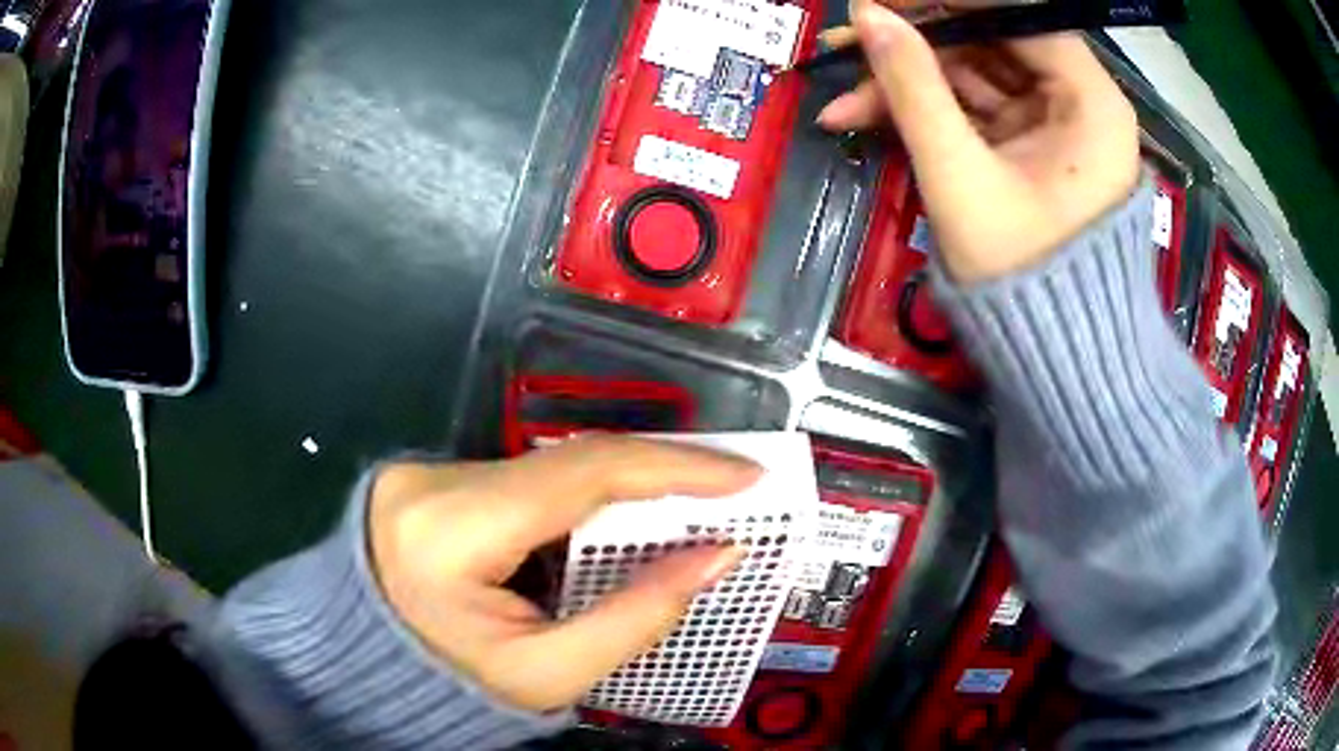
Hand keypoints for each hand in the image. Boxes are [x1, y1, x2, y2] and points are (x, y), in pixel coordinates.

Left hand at [367, 436, 758, 713]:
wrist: (363, 674)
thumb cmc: (447, 688)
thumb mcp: (546, 674)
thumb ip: (637, 616)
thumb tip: (716, 556)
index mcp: (451, 530)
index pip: (581, 474)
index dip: (673, 467)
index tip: (743, 474)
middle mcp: (433, 479)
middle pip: (567, 464)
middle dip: (655, 477)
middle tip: (726, 491)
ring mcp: (425, 472)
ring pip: (548, 470)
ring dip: (618, 490)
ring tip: (683, 508)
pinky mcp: (430, 480)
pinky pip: (523, 481)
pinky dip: (577, 501)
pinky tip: (613, 524)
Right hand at [817, 1, 1140, 283]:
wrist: (1053, 358)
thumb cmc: (1022, 275)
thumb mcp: (961, 175)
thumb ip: (913, 87)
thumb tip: (869, 14)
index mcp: (1090, 103)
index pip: (1018, 15)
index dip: (950, 2)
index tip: (885, 1)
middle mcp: (1080, 102)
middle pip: (990, 42)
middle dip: (915, 46)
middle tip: (846, 45)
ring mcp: (1053, 124)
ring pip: (973, 74)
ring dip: (907, 82)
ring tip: (842, 97)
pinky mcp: (1029, 146)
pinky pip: (973, 109)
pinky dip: (925, 112)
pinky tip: (867, 119)